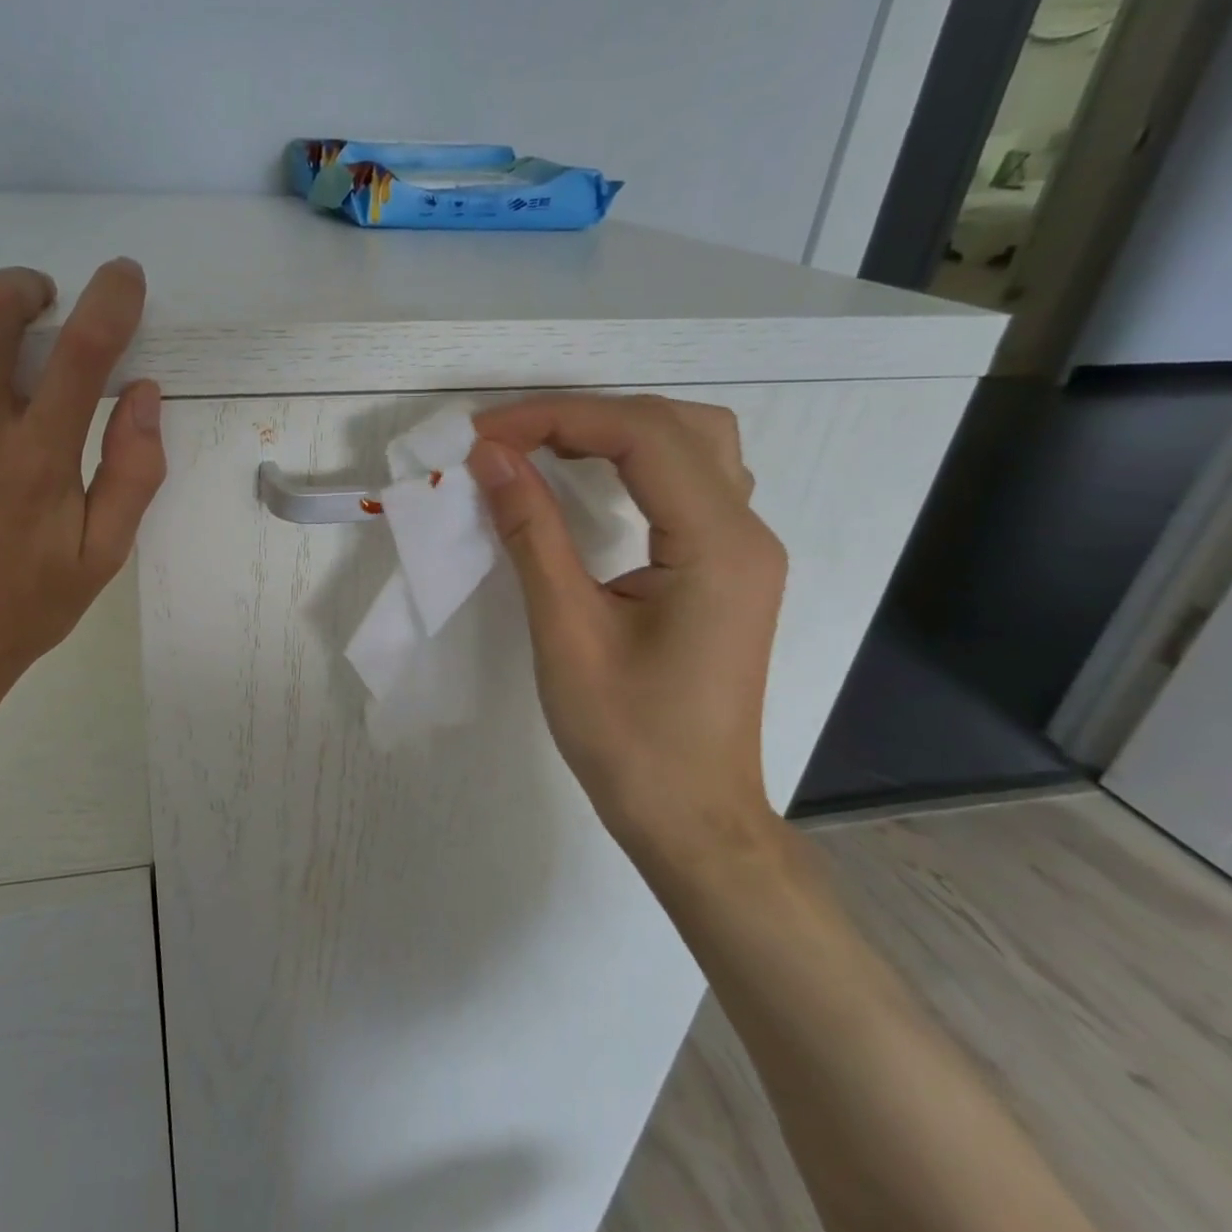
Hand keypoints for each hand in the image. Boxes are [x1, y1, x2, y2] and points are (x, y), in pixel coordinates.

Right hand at [466, 395, 788, 869]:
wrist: (690, 816)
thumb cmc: (627, 736)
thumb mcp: (566, 630)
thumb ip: (532, 532)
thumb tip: (491, 458)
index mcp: (718, 545)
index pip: (641, 435)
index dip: (556, 419)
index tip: (485, 436)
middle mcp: (746, 531)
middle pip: (674, 424)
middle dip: (583, 416)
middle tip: (509, 440)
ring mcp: (744, 549)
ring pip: (694, 443)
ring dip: (617, 429)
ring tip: (546, 447)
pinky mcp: (728, 568)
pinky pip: (692, 480)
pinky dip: (638, 460)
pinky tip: (597, 480)